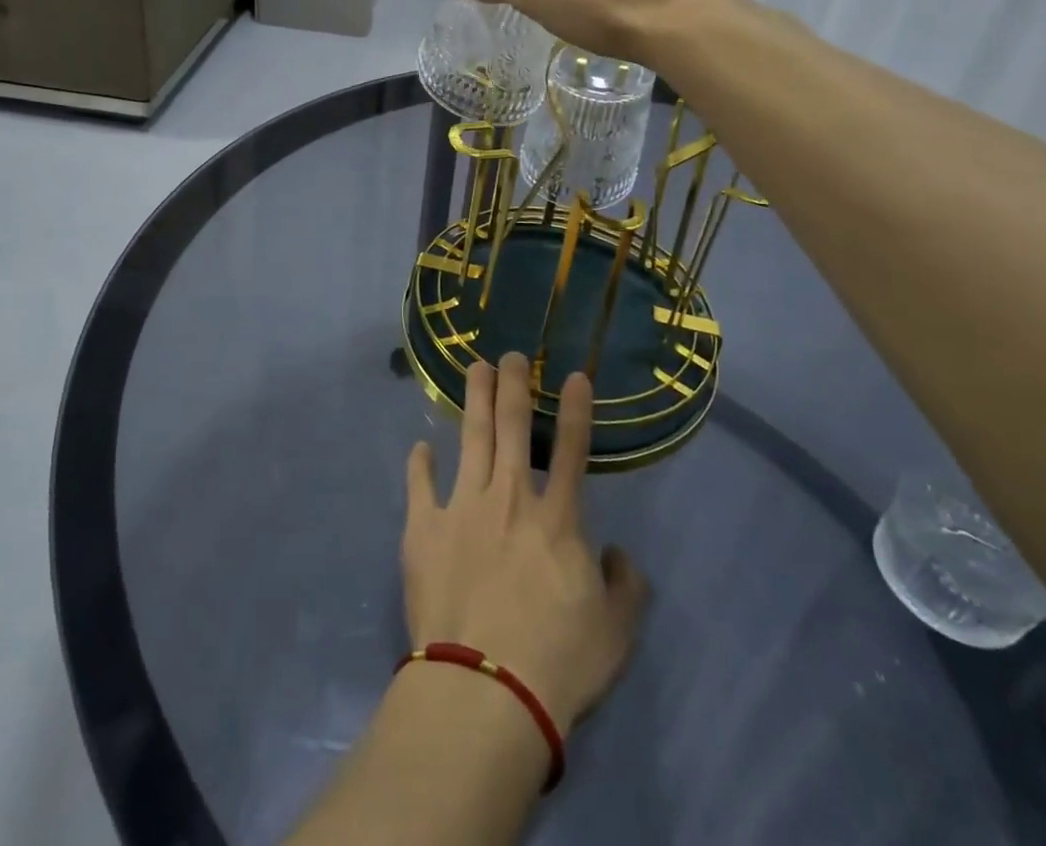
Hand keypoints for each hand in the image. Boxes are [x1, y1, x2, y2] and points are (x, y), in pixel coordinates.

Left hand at [402, 354, 648, 735]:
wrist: (485, 689)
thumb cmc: (557, 663)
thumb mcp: (616, 633)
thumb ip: (626, 586)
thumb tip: (617, 554)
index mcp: (557, 519)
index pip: (571, 450)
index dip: (575, 410)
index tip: (573, 375)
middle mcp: (509, 499)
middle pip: (512, 427)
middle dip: (513, 385)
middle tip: (511, 354)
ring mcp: (462, 508)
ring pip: (470, 439)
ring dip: (473, 400)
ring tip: (474, 368)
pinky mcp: (424, 529)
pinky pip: (420, 487)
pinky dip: (419, 465)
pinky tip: (420, 447)